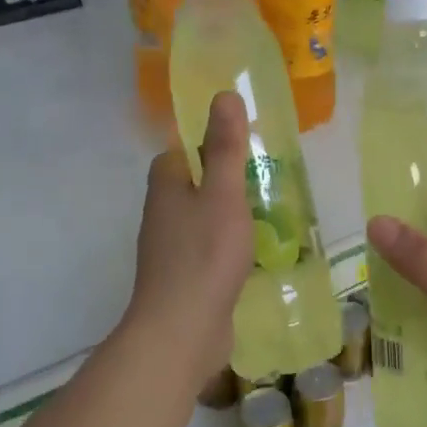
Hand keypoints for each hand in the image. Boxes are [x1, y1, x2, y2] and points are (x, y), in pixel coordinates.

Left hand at [124, 91, 253, 386]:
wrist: (181, 331)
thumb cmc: (204, 255)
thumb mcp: (223, 194)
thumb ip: (225, 147)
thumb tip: (224, 94)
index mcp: (165, 188)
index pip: (178, 153)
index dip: (204, 143)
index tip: (239, 144)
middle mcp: (161, 216)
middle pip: (189, 186)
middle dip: (220, 180)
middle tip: (261, 178)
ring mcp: (170, 251)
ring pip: (199, 219)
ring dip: (225, 214)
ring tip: (265, 213)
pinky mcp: (184, 281)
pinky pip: (206, 251)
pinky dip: (226, 246)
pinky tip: (252, 255)